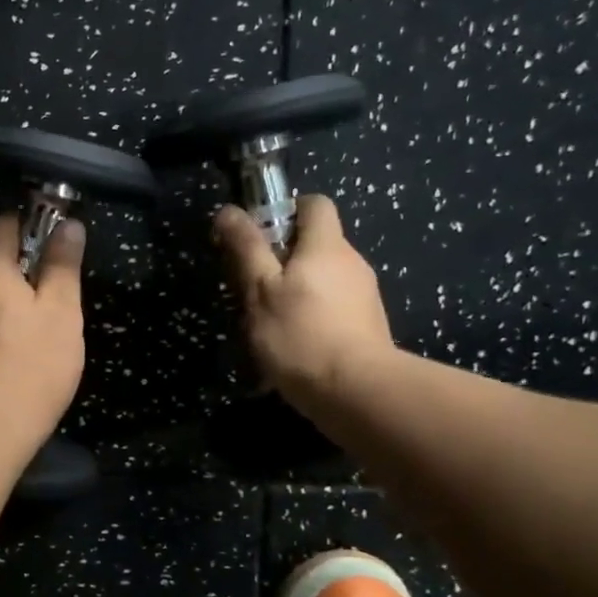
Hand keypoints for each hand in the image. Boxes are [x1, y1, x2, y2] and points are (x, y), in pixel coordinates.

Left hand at [0, 212, 85, 431]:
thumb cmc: (36, 362)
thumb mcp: (62, 311)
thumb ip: (63, 267)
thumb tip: (68, 225)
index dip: (22, 221)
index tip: (47, 229)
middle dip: (21, 273)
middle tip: (54, 292)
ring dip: (11, 308)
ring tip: (41, 333)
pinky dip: (0, 336)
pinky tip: (20, 360)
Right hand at [213, 194, 396, 408]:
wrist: (357, 392)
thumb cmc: (300, 335)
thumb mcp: (260, 290)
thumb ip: (246, 249)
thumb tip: (229, 211)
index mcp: (326, 245)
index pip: (314, 204)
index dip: (286, 212)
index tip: (260, 238)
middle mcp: (352, 262)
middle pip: (317, 244)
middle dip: (285, 259)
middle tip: (254, 288)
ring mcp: (364, 295)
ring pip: (324, 278)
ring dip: (298, 291)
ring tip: (271, 323)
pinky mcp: (368, 326)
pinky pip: (334, 307)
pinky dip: (313, 316)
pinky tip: (295, 345)